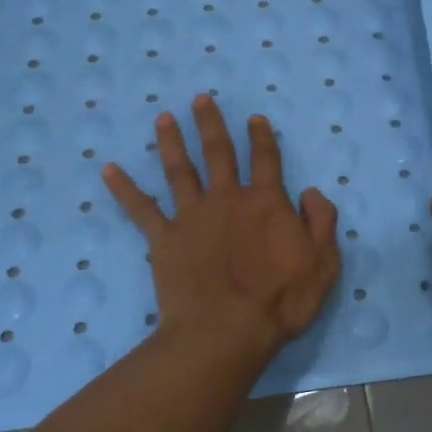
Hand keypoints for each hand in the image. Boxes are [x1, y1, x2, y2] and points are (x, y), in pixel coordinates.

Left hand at [103, 94, 341, 354]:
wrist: (225, 331)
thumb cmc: (280, 302)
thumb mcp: (323, 264)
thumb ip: (322, 222)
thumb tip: (311, 191)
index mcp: (267, 203)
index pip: (267, 160)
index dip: (263, 138)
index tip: (255, 118)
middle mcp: (228, 199)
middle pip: (219, 153)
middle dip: (211, 124)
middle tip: (201, 100)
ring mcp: (192, 216)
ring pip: (179, 170)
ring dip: (171, 142)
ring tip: (163, 119)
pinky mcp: (164, 239)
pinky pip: (141, 209)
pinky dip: (124, 189)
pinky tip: (108, 170)